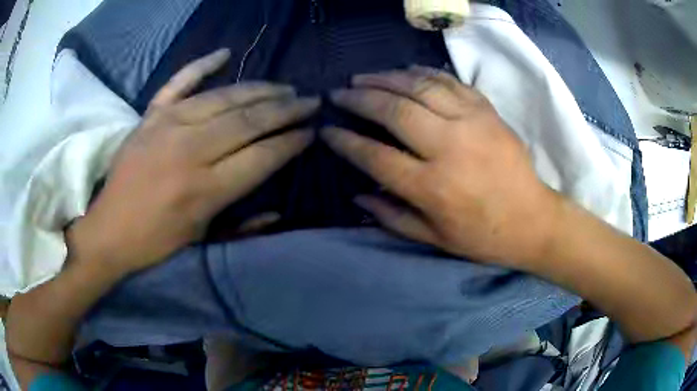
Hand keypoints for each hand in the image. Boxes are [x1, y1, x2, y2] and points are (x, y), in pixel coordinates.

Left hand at [73, 49, 319, 273]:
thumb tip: (278, 208)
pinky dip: (202, 64)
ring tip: (284, 88)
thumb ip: (245, 225)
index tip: (311, 131)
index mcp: (204, 190)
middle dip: (286, 110)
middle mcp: (189, 151)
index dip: (291, 142)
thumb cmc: (156, 243)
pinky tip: (225, 53)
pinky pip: (179, 82)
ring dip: (259, 90)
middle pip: (248, 121)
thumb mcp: (204, 242)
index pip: (261, 156)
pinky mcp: (150, 116)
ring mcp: (166, 126)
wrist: (108, 230)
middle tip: (310, 101)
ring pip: (223, 98)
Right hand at [321, 66, 558, 265]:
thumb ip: (392, 216)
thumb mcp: (435, 238)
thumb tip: (357, 195)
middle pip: (394, 111)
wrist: (533, 219)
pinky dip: (423, 72)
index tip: (327, 130)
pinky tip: (405, 70)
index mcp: (432, 187)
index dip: (346, 141)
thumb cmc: (483, 236)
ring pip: (420, 87)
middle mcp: (449, 148)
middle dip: (360, 98)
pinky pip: (450, 81)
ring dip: (386, 77)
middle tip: (340, 93)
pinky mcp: (488, 111)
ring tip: (364, 76)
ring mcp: (471, 123)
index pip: (376, 156)